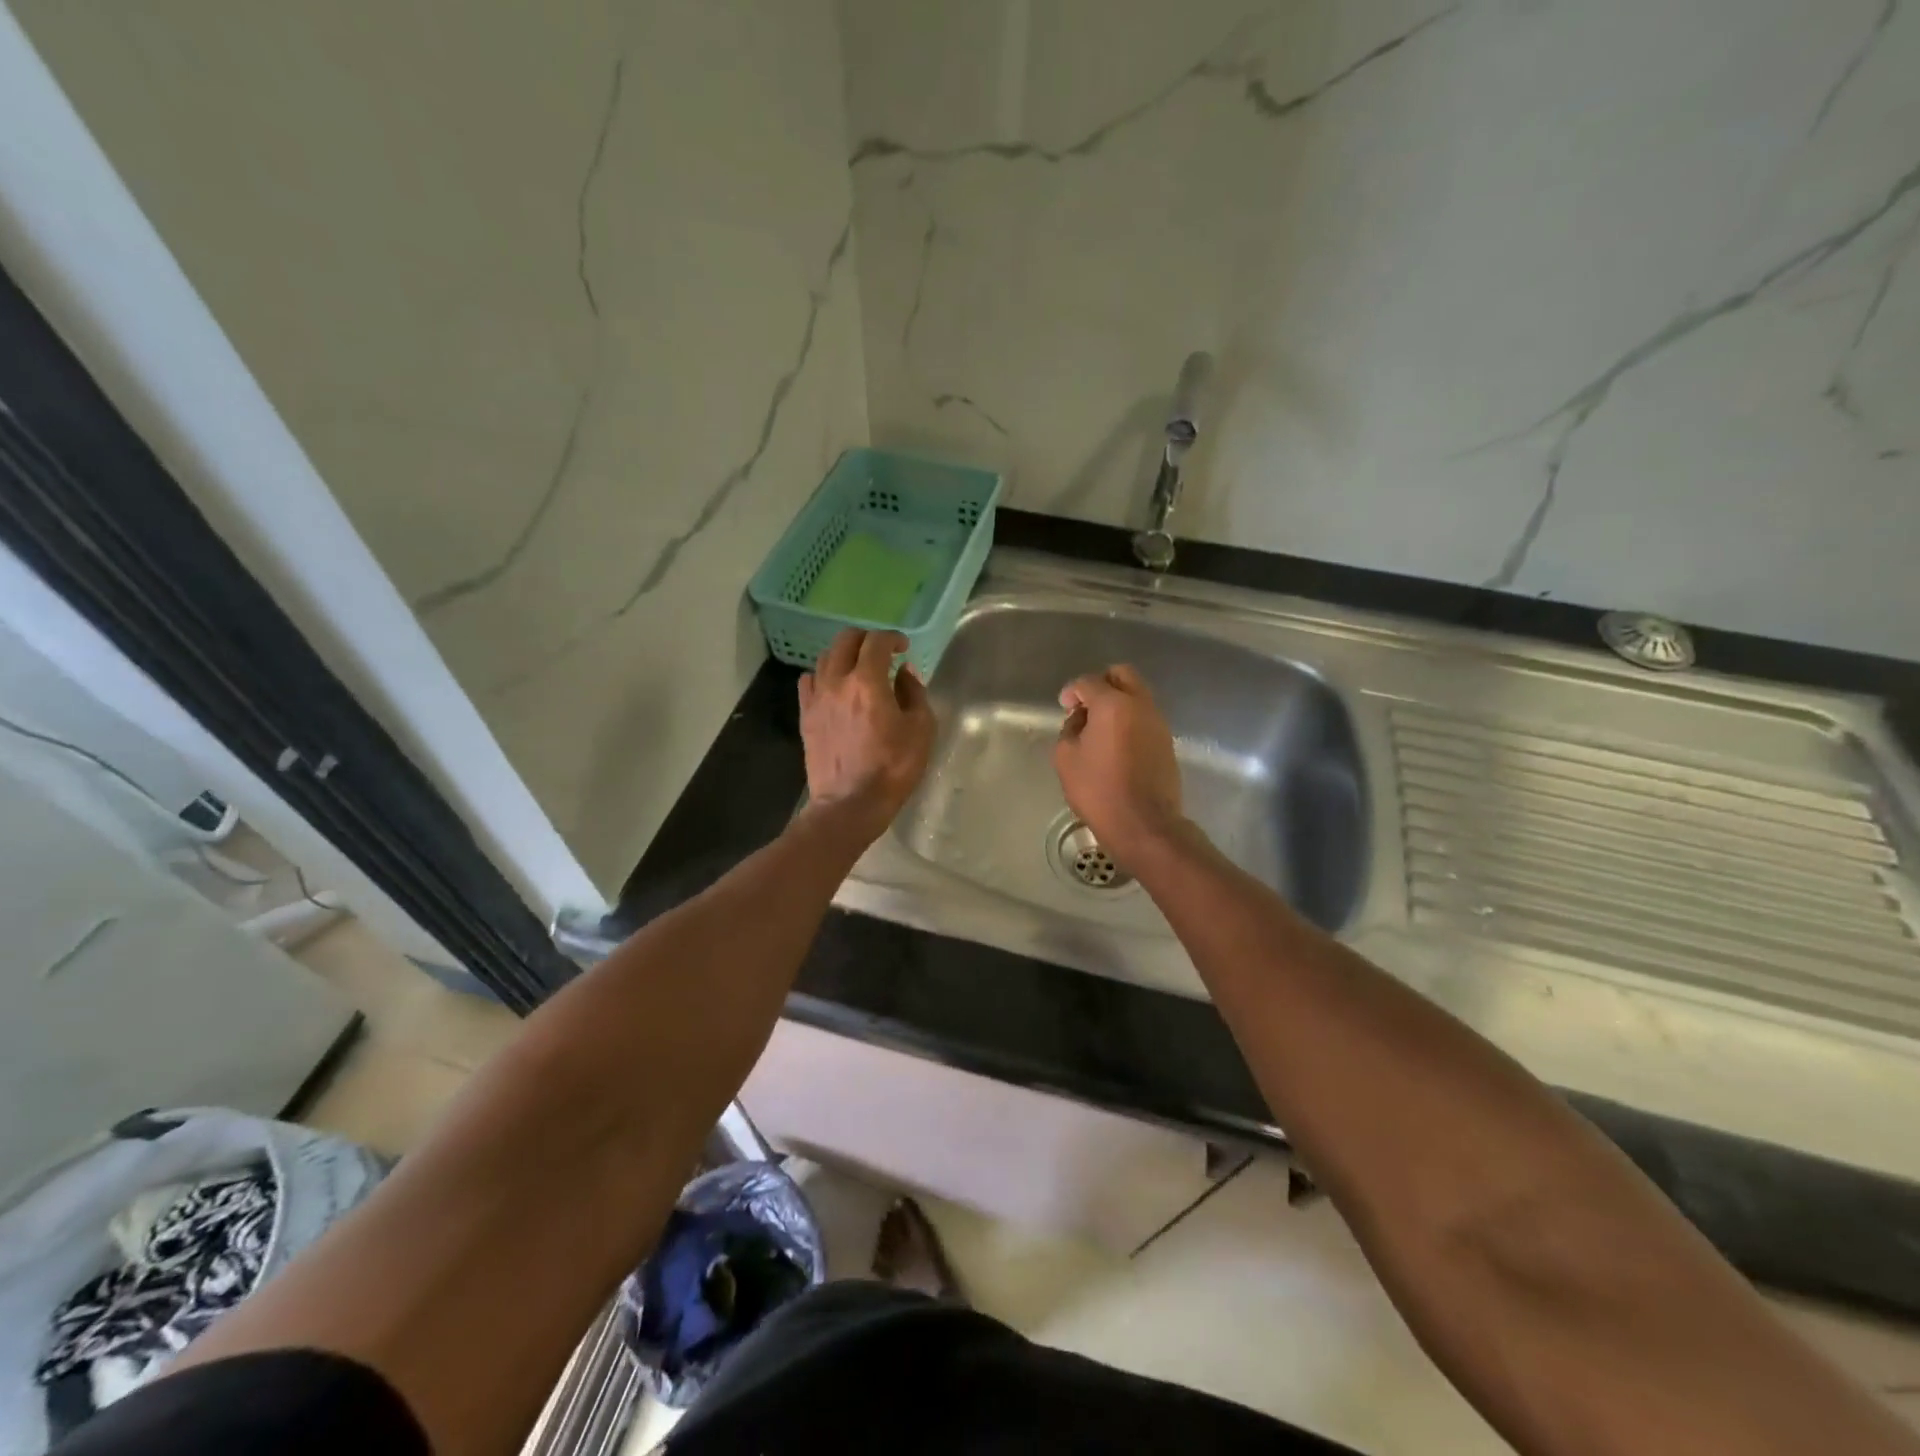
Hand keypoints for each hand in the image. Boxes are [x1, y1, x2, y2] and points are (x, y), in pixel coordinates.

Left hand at [799, 629, 934, 838]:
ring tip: (858, 668)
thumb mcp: (921, 730)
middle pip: (845, 641)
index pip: (876, 642)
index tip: (903, 647)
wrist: (850, 804)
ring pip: (824, 658)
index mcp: (868, 682)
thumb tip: (904, 672)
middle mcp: (837, 682)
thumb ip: (914, 693)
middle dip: (866, 639)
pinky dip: (823, 675)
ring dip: (844, 655)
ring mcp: (817, 699)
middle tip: (881, 651)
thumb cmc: (892, 768)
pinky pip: (808, 682)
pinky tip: (834, 688)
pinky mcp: (805, 716)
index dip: (892, 638)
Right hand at [1053, 664, 1184, 864]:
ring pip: (1137, 694)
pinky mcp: (1166, 740)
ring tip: (1100, 728)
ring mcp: (1158, 722)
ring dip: (1118, 701)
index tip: (1064, 708)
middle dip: (1101, 683)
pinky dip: (1129, 718)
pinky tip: (1116, 742)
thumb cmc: (1099, 790)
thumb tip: (1081, 719)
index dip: (1072, 692)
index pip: (1088, 682)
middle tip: (1086, 706)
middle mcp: (1140, 704)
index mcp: (1113, 704)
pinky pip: (1145, 715)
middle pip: (1122, 674)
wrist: (1144, 824)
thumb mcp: (1066, 758)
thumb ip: (1070, 729)